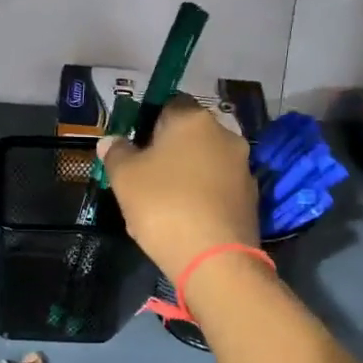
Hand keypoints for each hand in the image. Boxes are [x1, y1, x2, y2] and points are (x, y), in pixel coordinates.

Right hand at [96, 95, 259, 280]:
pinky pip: (219, 188)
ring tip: (165, 203)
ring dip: (188, 175)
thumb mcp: (125, 178)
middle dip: (170, 150)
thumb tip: (111, 140)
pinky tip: (187, 220)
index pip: (170, 103)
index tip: (135, 147)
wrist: (215, 259)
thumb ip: (116, 153)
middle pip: (191, 134)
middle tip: (146, 177)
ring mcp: (243, 168)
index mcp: (194, 119)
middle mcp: (226, 135)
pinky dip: (204, 197)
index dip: (150, 122)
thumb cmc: (164, 206)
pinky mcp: (252, 199)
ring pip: (207, 162)